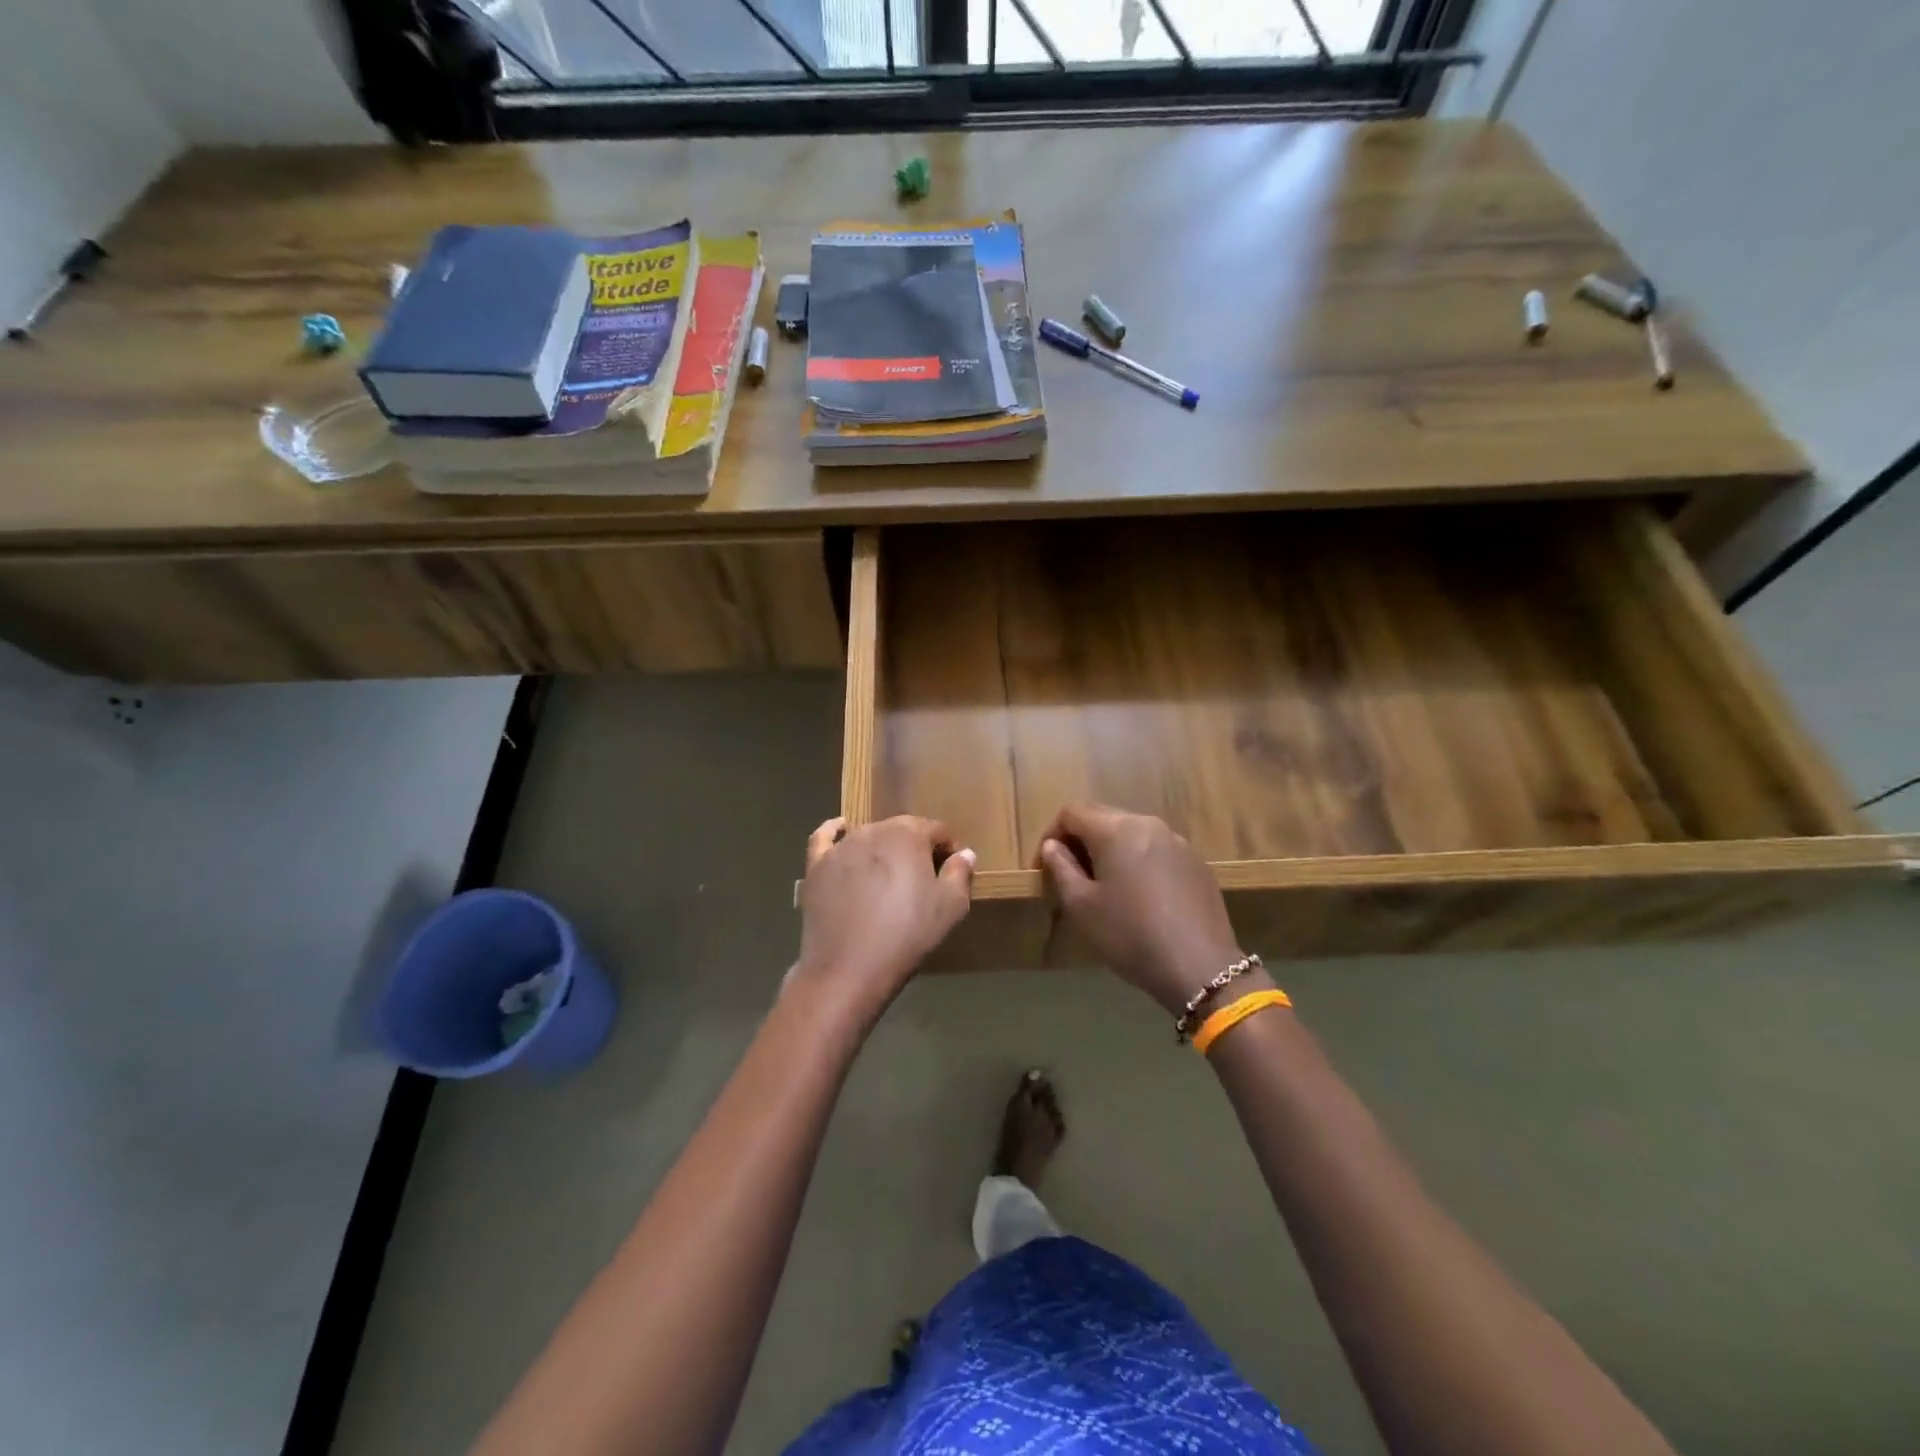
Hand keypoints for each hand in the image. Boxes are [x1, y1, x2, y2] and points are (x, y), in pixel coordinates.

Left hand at [793, 815, 974, 1021]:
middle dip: (916, 848)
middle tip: (923, 879)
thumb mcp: (950, 907)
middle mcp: (873, 830)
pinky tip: (841, 829)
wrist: (848, 969)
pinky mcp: (817, 866)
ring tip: (889, 877)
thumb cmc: (907, 935)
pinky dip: (835, 831)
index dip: (948, 849)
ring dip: (883, 849)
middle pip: (902, 830)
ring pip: (869, 836)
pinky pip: (825, 838)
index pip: (936, 830)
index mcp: (908, 834)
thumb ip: (960, 873)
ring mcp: (841, 847)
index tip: (952, 872)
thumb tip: (964, 853)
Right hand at [1036, 803, 1252, 1016]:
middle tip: (1069, 875)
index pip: (1072, 812)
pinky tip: (1139, 897)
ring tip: (1103, 886)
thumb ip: (1061, 868)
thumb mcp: (1082, 906)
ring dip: (1109, 850)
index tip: (1043, 868)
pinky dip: (1137, 862)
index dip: (1050, 834)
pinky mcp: (1196, 863)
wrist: (1200, 967)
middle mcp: (1148, 824)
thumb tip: (1053, 846)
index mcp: (1116, 829)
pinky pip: (1156, 850)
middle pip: (1103, 817)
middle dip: (1079, 840)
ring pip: (1131, 833)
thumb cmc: (1130, 935)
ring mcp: (1177, 842)